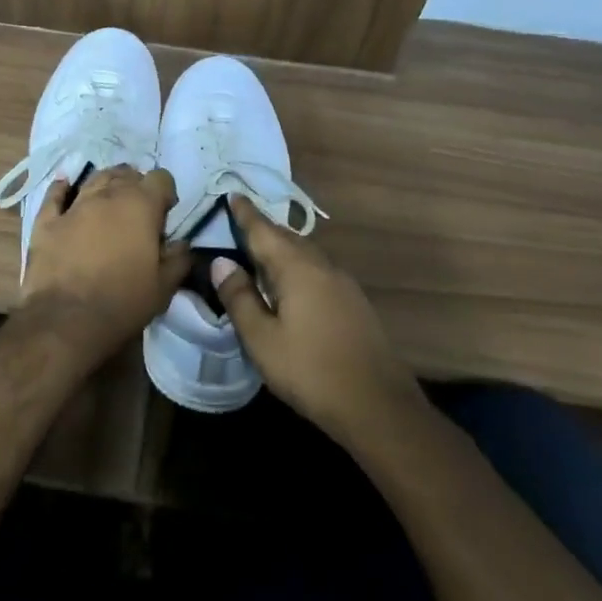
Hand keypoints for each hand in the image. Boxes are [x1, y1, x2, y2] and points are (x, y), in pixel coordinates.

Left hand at [21, 165, 190, 365]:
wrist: (67, 319)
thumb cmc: (123, 302)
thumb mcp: (164, 287)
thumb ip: (178, 259)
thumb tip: (181, 244)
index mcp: (141, 206)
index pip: (161, 179)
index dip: (166, 193)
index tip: (165, 214)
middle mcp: (108, 196)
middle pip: (126, 174)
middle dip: (136, 185)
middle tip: (138, 210)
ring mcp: (75, 205)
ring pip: (94, 179)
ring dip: (106, 182)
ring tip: (110, 195)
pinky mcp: (47, 221)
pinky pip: (54, 195)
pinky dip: (61, 188)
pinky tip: (64, 184)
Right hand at [214, 194, 420, 443]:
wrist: (378, 407)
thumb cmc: (311, 371)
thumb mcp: (262, 339)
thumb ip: (239, 297)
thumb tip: (222, 262)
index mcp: (297, 268)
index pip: (263, 230)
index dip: (245, 213)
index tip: (231, 194)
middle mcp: (322, 266)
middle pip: (287, 237)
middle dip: (262, 229)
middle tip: (238, 224)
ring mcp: (343, 283)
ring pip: (305, 254)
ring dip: (281, 248)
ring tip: (259, 254)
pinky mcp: (354, 302)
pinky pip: (317, 270)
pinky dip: (297, 266)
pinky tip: (289, 285)